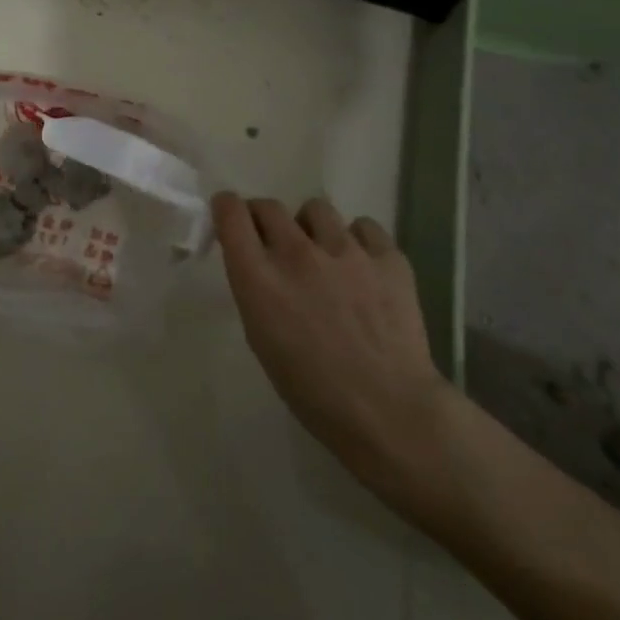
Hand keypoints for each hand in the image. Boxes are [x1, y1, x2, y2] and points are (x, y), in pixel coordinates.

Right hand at [215, 193, 454, 504]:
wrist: (391, 414)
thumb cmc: (314, 392)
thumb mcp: (262, 339)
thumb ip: (255, 289)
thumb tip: (260, 264)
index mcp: (260, 277)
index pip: (231, 213)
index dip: (227, 209)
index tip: (230, 218)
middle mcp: (297, 253)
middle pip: (269, 206)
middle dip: (264, 219)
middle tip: (274, 243)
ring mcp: (346, 251)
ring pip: (316, 209)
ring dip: (310, 227)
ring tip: (323, 254)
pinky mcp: (387, 258)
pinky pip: (364, 227)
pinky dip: (358, 240)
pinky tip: (362, 267)